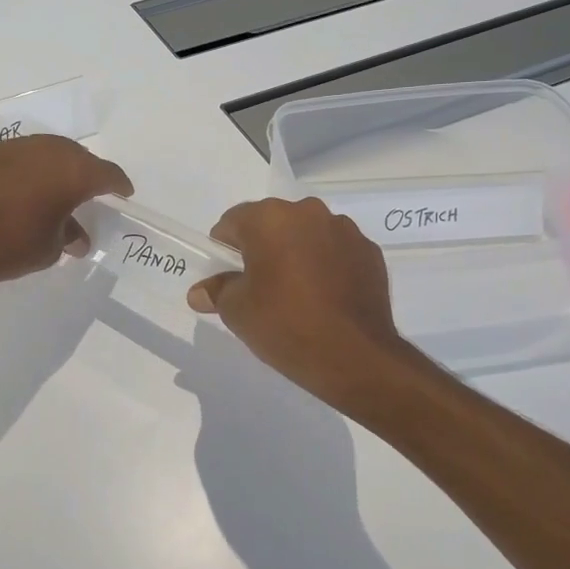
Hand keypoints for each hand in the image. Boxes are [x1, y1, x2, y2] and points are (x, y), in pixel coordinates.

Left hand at [0, 135, 132, 290]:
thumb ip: (68, 236)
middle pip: (76, 156)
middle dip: (85, 172)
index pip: (106, 174)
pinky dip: (22, 169)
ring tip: (51, 188)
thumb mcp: (50, 248)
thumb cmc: (11, 246)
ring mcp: (12, 147)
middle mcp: (46, 150)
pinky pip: (14, 156)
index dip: (118, 184)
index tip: (123, 193)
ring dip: (52, 167)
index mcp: (73, 172)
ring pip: (43, 151)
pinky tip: (15, 188)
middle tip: (87, 190)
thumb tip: (76, 238)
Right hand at [189, 198, 409, 403]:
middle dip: (262, 248)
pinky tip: (325, 298)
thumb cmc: (285, 324)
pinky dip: (326, 265)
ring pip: (306, 235)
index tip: (227, 277)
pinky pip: (336, 251)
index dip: (223, 249)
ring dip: (297, 253)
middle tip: (259, 287)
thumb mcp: (236, 311)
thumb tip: (200, 292)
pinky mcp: (369, 251)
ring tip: (296, 294)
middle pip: (272, 224)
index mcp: (269, 219)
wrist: (355, 356)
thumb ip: (216, 292)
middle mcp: (308, 212)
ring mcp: (343, 230)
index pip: (232, 222)